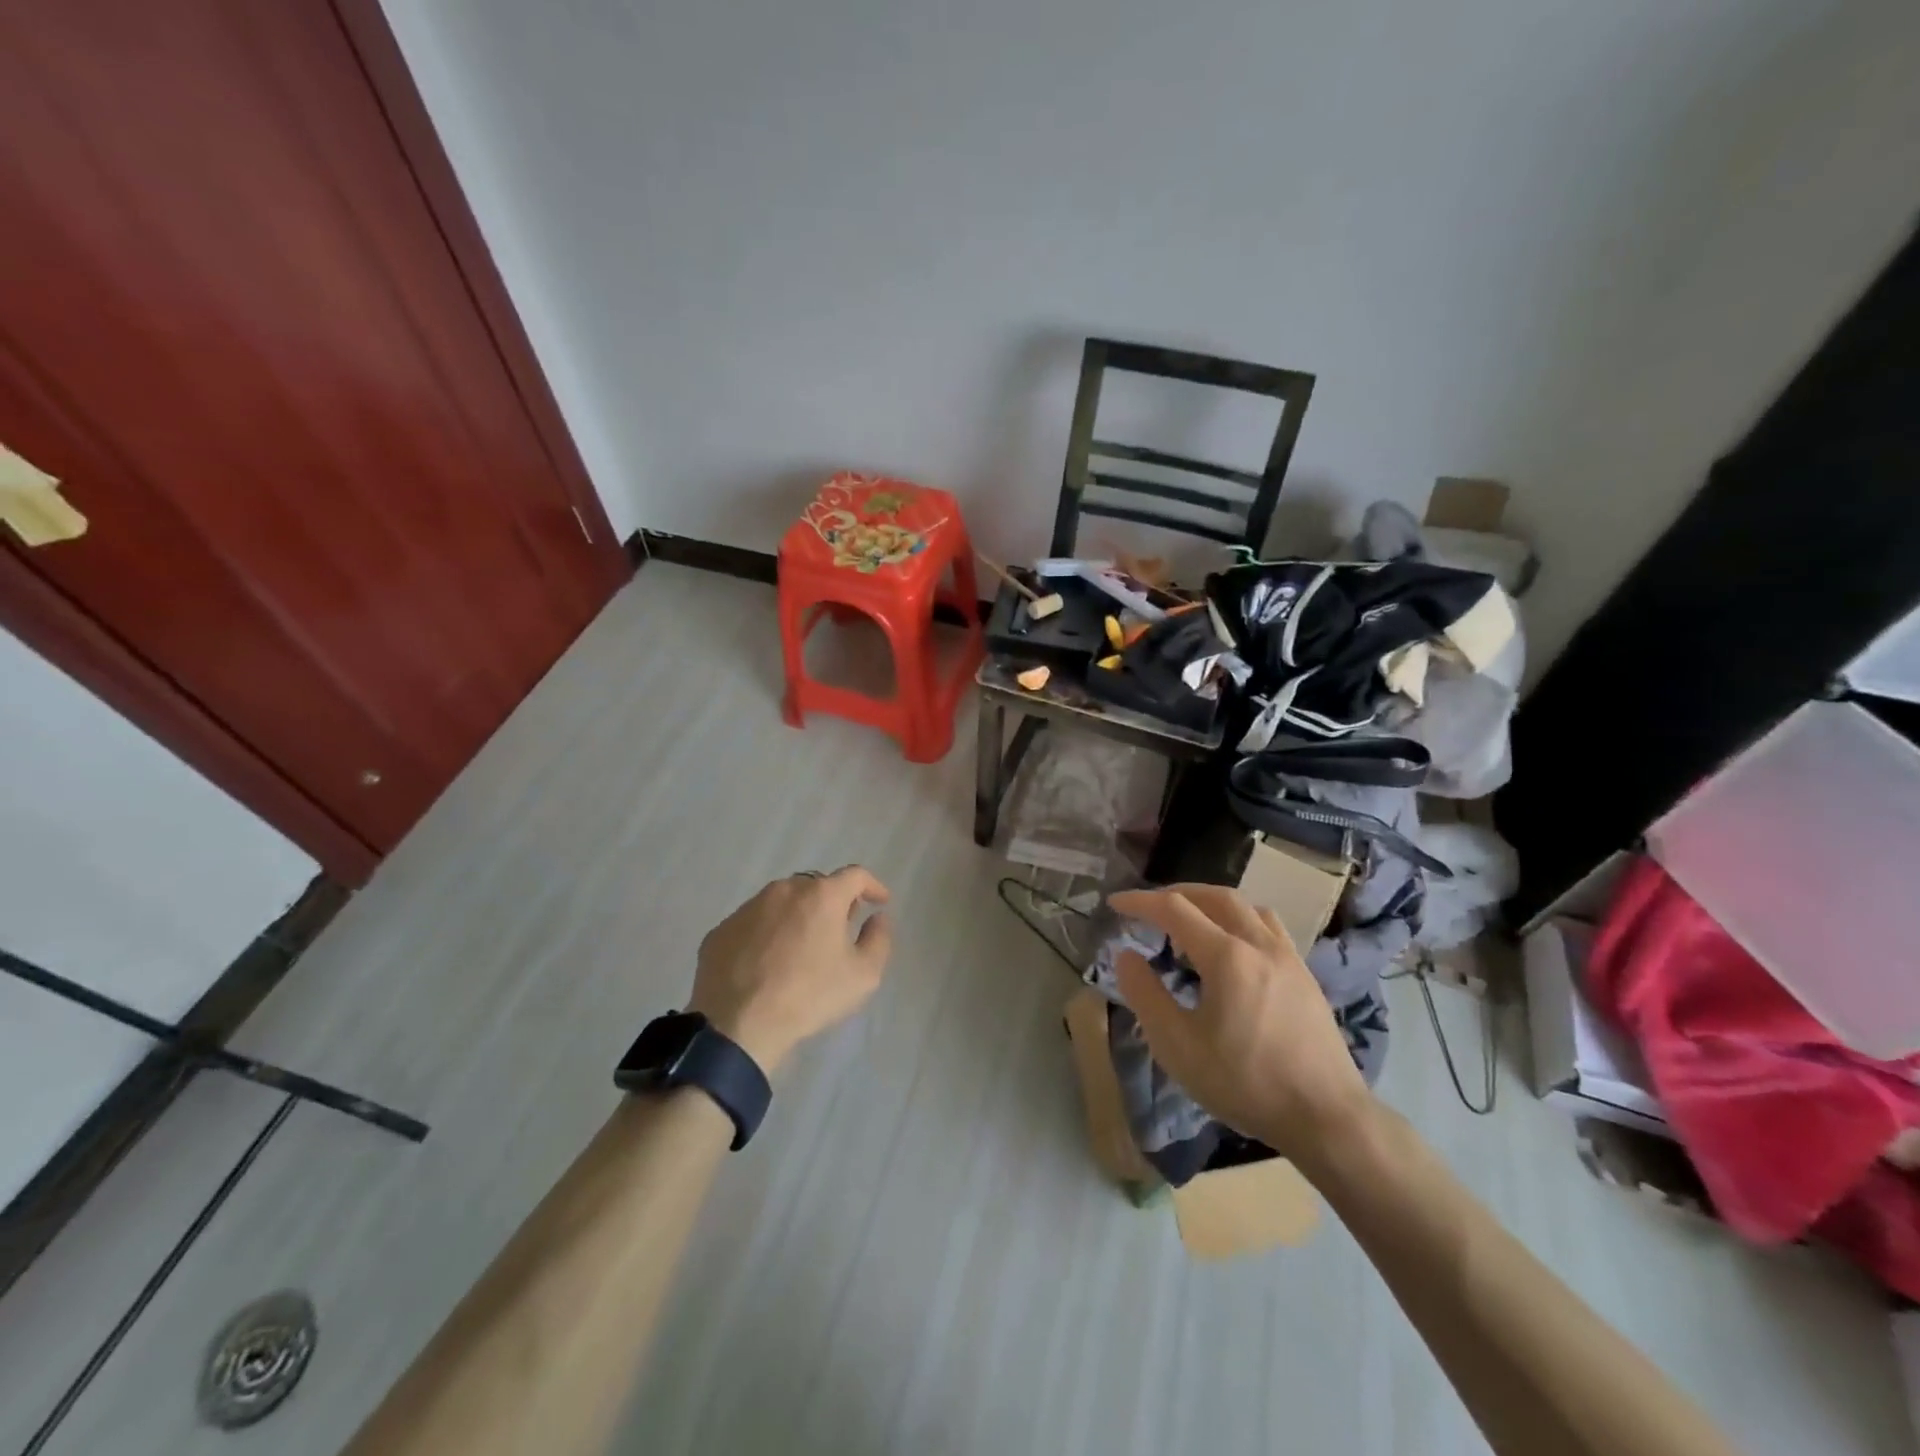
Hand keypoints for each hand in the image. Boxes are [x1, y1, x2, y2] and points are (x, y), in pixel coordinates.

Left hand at [689, 867, 893, 1073]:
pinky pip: (754, 923)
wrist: (737, 1026)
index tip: (880, 902)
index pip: (855, 875)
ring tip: (801, 948)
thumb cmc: (809, 996)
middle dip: (833, 902)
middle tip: (839, 930)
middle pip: (817, 886)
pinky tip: (767, 962)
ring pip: (782, 902)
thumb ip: (879, 939)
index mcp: (821, 896)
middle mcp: (784, 890)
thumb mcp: (863, 975)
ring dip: (798, 916)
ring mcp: (748, 908)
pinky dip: (767, 934)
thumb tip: (877, 918)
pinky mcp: (721, 930)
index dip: (872, 886)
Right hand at [1108, 883, 1373, 1164]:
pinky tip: (1234, 947)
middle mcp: (1259, 944)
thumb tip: (1126, 956)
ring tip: (1191, 922)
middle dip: (1177, 893)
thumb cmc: (1245, 1082)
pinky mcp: (1305, 976)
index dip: (1140, 901)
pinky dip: (1240, 920)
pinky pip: (1268, 926)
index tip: (1115, 904)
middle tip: (1150, 907)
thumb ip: (1145, 995)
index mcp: (1226, 956)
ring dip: (1212, 903)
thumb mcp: (1178, 1046)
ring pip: (1247, 907)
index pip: (1175, 909)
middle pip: (1215, 896)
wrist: (1326, 1117)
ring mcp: (1288, 958)